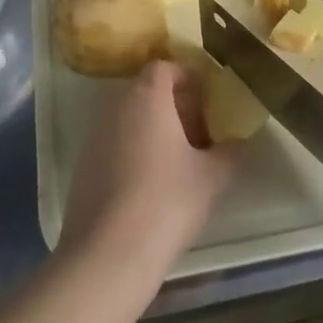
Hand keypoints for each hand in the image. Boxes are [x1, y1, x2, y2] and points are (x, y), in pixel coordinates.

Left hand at [61, 61, 244, 272]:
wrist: (107, 254)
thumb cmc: (166, 201)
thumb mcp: (212, 177)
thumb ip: (231, 153)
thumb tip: (241, 143)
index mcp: (146, 96)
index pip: (165, 67)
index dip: (188, 80)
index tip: (208, 104)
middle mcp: (115, 106)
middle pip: (147, 91)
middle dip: (174, 107)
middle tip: (199, 136)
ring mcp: (94, 136)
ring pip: (130, 118)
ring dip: (154, 130)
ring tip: (178, 165)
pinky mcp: (82, 166)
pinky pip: (114, 143)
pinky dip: (134, 152)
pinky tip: (151, 188)